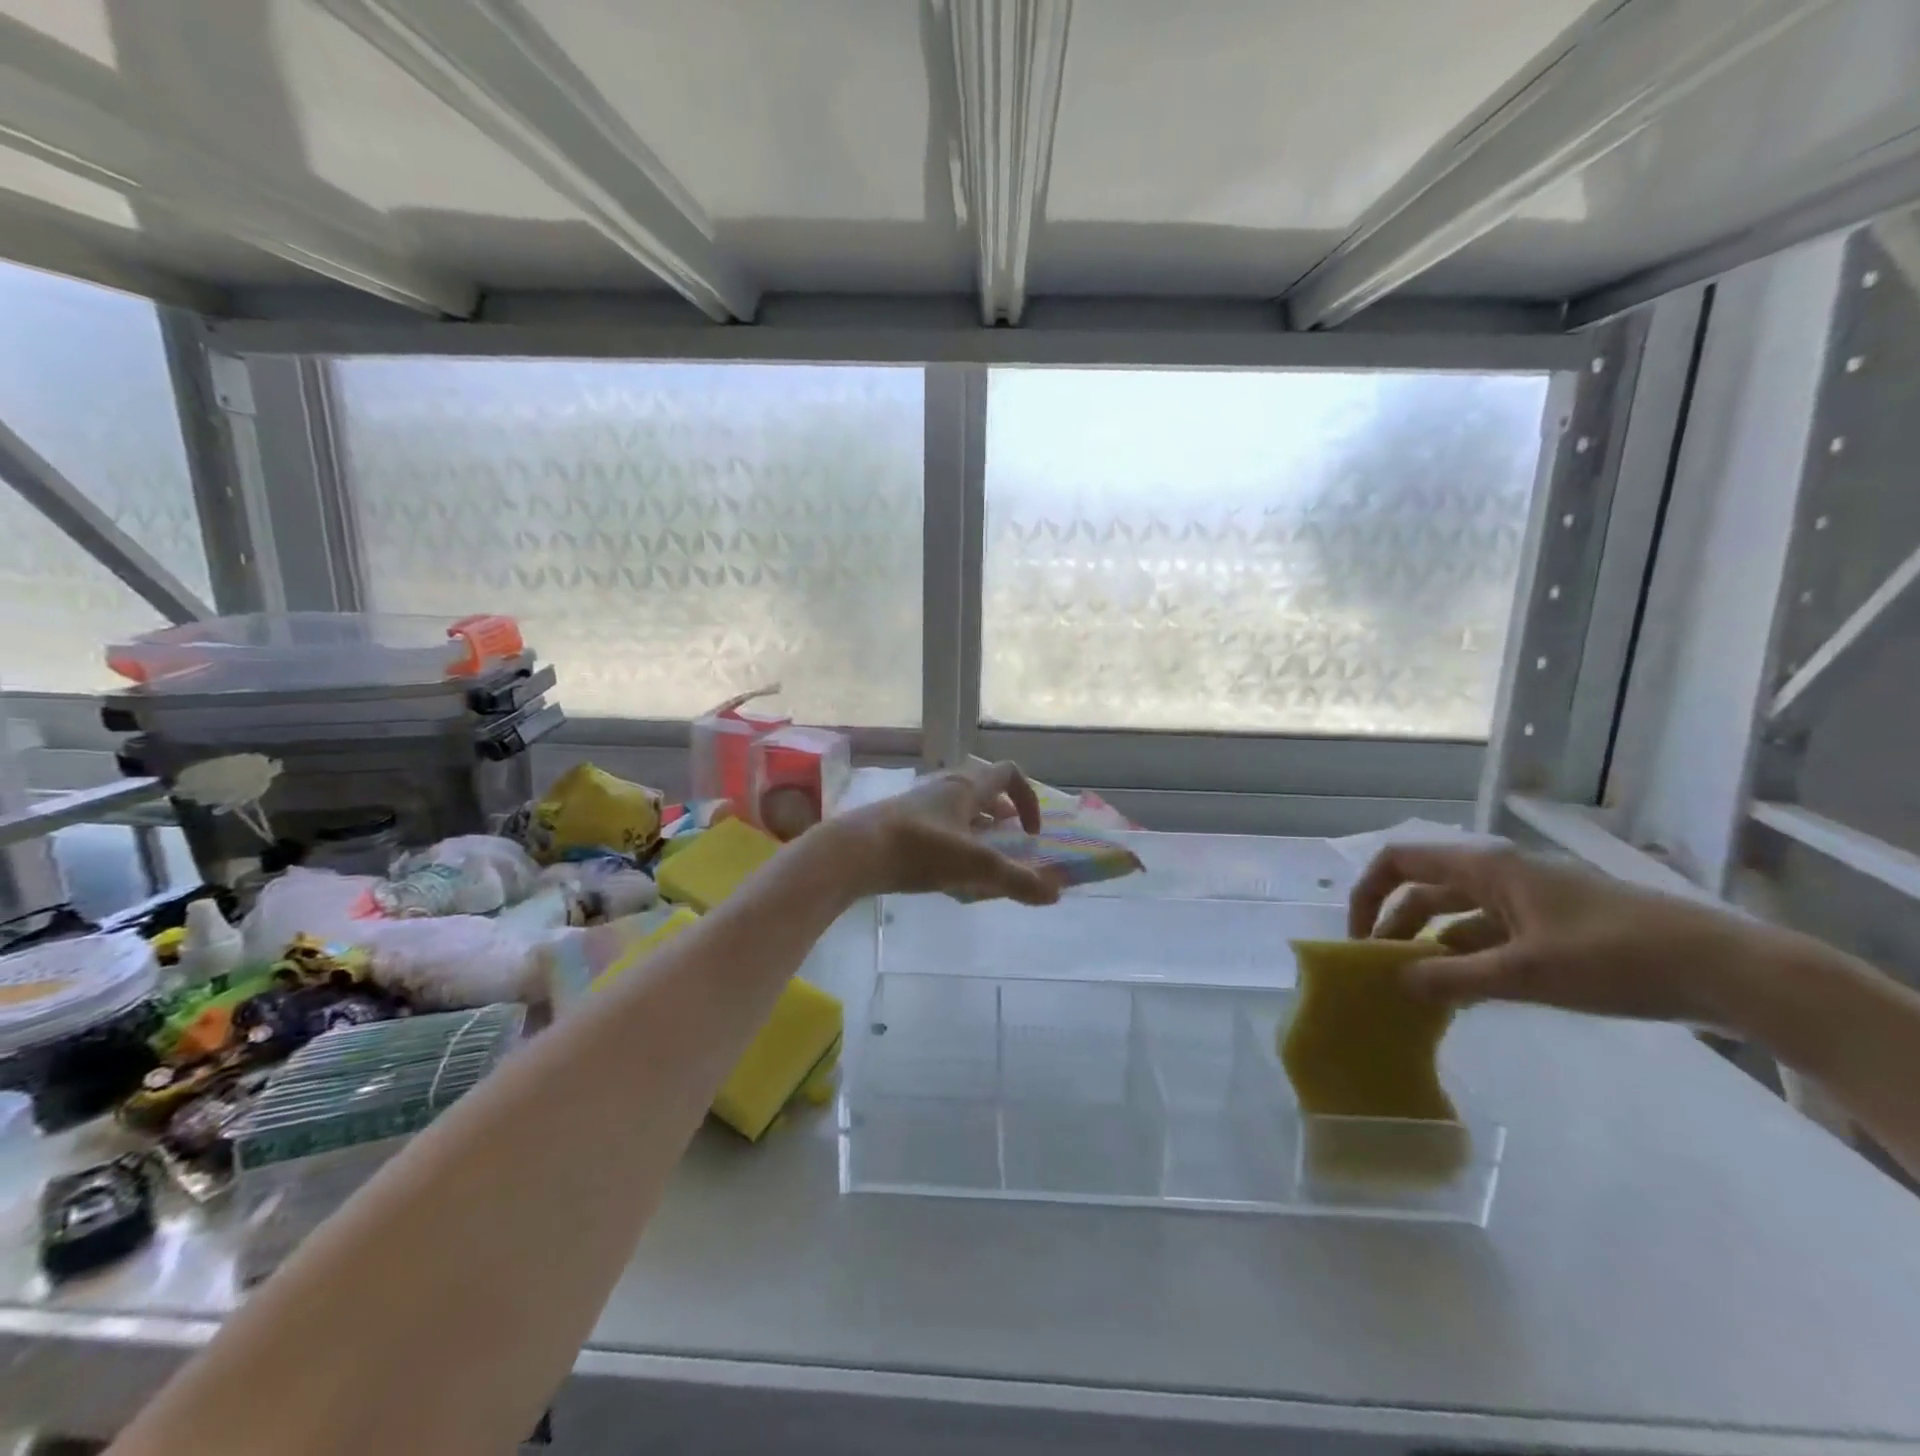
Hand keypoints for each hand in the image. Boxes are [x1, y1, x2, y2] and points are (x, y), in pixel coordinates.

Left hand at [820, 760, 1061, 906]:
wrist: (852, 852)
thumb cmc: (918, 850)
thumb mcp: (975, 868)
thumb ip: (1017, 881)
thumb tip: (1055, 894)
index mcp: (966, 788)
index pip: (1009, 774)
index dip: (1028, 799)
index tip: (1031, 832)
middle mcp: (944, 788)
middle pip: (983, 790)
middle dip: (1002, 815)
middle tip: (1009, 843)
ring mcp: (918, 804)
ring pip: (958, 807)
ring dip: (976, 828)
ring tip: (981, 860)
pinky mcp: (899, 822)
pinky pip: (937, 824)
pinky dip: (952, 841)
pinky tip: (946, 873)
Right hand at [1347, 843, 1772, 1023]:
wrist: (1726, 970)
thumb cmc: (1614, 958)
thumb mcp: (1523, 973)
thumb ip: (1452, 977)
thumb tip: (1395, 982)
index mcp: (1484, 868)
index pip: (1399, 863)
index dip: (1368, 894)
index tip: (1359, 939)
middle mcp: (1498, 875)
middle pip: (1424, 893)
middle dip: (1396, 928)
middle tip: (1383, 974)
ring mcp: (1528, 901)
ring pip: (1457, 918)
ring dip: (1432, 948)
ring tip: (1419, 992)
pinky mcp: (1554, 927)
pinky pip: (1491, 936)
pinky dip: (1468, 960)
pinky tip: (1466, 996)